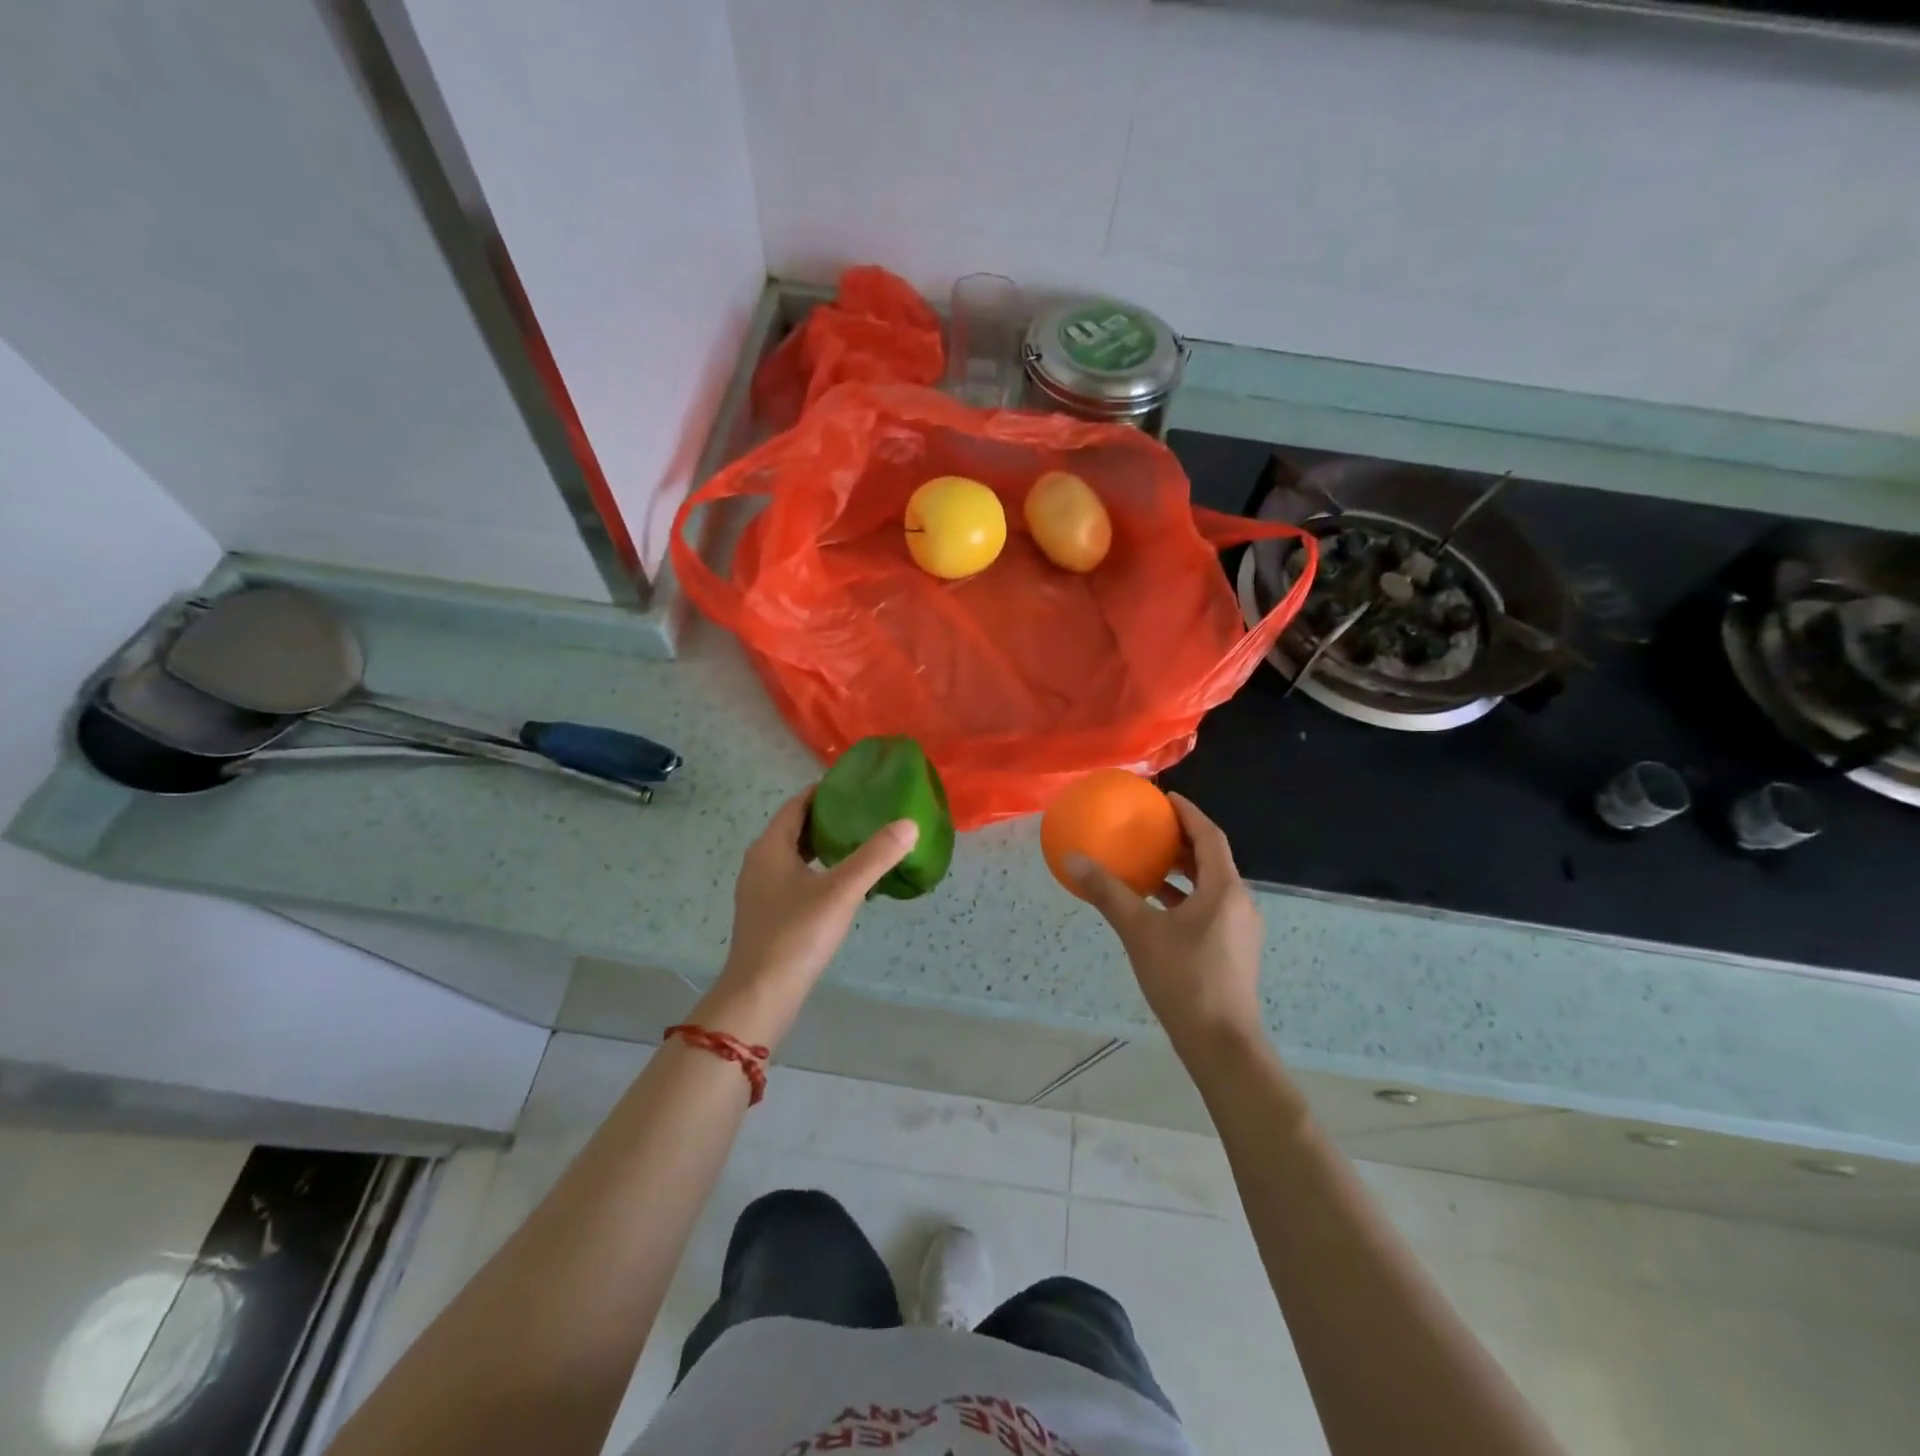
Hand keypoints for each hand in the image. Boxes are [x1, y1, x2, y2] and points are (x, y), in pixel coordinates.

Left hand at [712, 790, 917, 1033]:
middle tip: (865, 812)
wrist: (761, 995)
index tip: (856, 785)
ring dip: (822, 845)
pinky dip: (817, 869)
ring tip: (859, 843)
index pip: (797, 804)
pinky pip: (794, 877)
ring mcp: (760, 890)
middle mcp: (759, 862)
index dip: (824, 791)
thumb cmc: (796, 934)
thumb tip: (909, 824)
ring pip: (794, 854)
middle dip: (827, 817)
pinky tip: (842, 883)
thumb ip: (875, 856)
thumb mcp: (841, 891)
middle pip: (794, 827)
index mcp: (770, 847)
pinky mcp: (767, 913)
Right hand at [1068, 793, 1264, 1056]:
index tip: (1166, 798)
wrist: (1221, 1044)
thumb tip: (1073, 859)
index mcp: (1224, 890)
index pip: (1209, 837)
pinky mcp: (1234, 950)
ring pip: (1211, 886)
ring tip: (1149, 862)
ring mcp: (1240, 929)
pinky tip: (1157, 907)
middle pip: (1212, 859)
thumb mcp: (1140, 932)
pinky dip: (1185, 898)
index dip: (1189, 813)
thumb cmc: (1184, 980)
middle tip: (1152, 828)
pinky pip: (1210, 908)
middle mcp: (1240, 903)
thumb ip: (1108, 893)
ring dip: (1183, 871)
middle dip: (1183, 841)